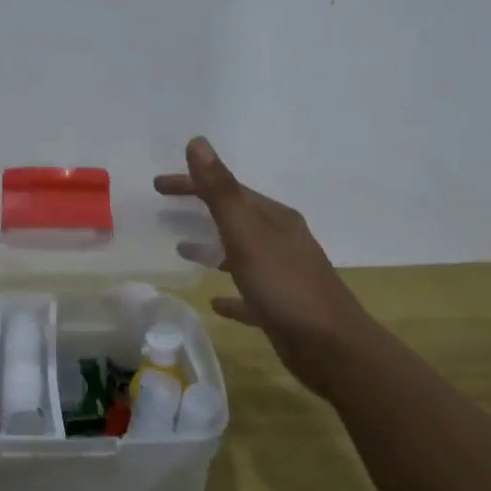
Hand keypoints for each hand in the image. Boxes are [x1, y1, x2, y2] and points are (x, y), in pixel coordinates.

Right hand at [155, 137, 383, 398]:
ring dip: (212, 247)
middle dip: (199, 209)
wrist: (333, 348)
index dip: (191, 183)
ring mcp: (282, 273)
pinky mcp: (281, 307)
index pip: (226, 189)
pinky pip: (248, 293)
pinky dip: (229, 293)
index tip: (157, 186)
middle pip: (233, 216)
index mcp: (273, 218)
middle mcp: (280, 239)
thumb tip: (198, 142)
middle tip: (163, 210)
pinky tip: (214, 302)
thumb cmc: (285, 287)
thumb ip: (221, 191)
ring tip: (181, 249)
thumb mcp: (247, 235)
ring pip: (240, 252)